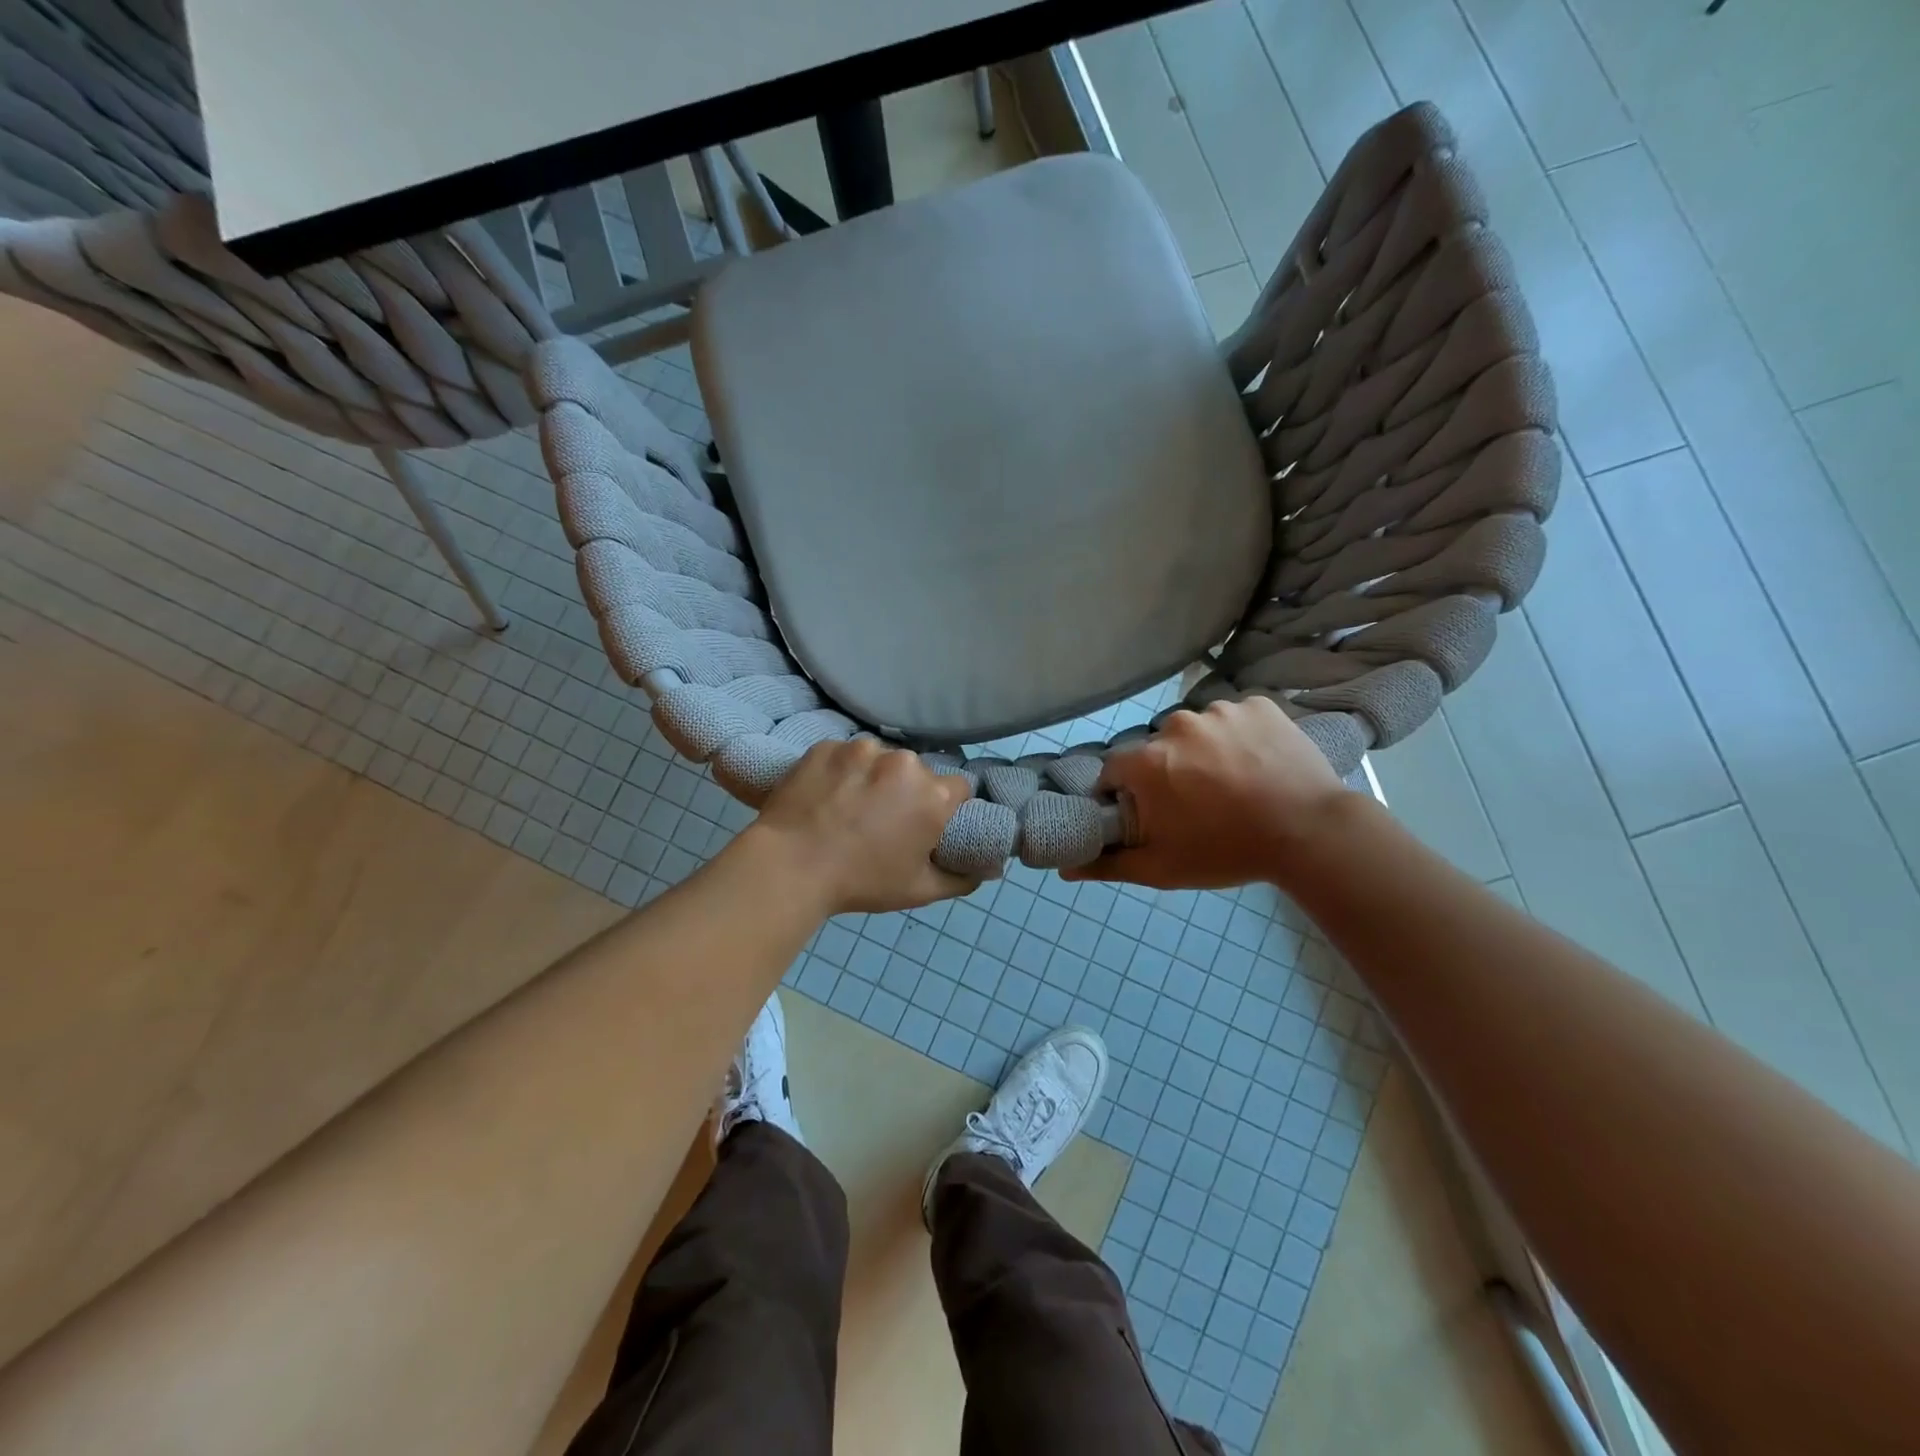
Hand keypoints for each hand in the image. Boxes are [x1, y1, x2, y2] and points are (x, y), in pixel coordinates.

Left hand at [745, 739, 976, 914]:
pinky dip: (840, 771)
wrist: (790, 866)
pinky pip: (843, 755)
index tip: (927, 824)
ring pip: (879, 760)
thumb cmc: (860, 882)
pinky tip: (825, 796)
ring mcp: (861, 749)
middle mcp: (903, 762)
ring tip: (849, 806)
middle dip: (907, 791)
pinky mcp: (826, 746)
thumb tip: (989, 869)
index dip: (947, 807)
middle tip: (883, 820)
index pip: (959, 789)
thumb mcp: (918, 891)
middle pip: (917, 772)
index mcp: (933, 794)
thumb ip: (961, 879)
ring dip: (873, 777)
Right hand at [1064, 697, 1355, 890]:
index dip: (1127, 793)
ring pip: (1197, 730)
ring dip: (1205, 751)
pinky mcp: (1259, 705)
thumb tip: (1064, 868)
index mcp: (1147, 761)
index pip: (1116, 770)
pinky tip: (1258, 763)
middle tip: (1197, 803)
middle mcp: (1176, 725)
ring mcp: (1221, 710)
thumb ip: (1109, 864)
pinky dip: (1240, 736)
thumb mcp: (1162, 868)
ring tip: (1234, 783)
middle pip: (1157, 749)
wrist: (1311, 834)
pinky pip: (1235, 717)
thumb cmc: (1226, 852)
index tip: (1150, 813)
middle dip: (1168, 772)